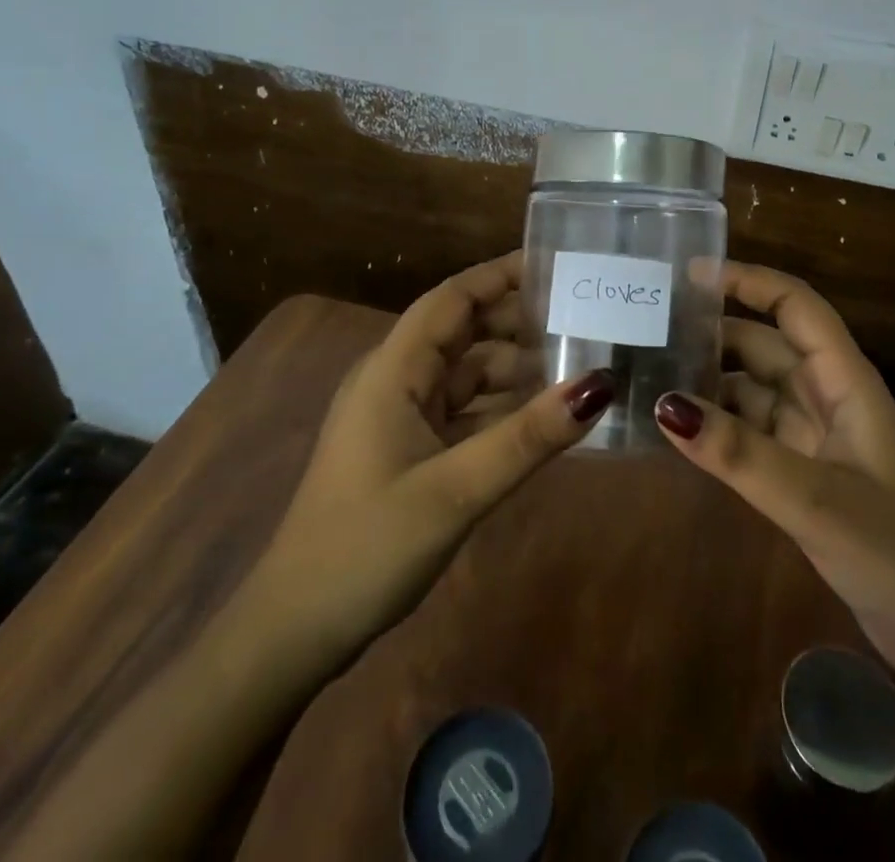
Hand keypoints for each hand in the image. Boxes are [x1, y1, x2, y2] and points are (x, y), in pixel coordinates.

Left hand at [245, 252, 612, 673]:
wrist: (295, 631)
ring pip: (467, 373)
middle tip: (586, 317)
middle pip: (464, 331)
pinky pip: (464, 410)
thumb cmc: (367, 547)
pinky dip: (501, 406)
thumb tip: (599, 385)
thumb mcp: (457, 490)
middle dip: (519, 320)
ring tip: (579, 362)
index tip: (556, 265)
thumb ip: (528, 436)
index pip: (452, 299)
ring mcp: (400, 416)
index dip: (500, 275)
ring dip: (515, 366)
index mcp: (394, 370)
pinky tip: (542, 416)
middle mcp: (396, 380)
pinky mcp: (408, 449)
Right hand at [652, 262, 894, 681]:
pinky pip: (754, 434)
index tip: (690, 274)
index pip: (795, 307)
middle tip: (649, 329)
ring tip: (649, 376)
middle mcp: (829, 398)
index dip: (748, 281)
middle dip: (714, 332)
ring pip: (756, 391)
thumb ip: (740, 454)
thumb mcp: (816, 500)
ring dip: (711, 382)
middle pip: (766, 345)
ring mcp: (818, 439)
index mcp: (845, 382)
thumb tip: (664, 404)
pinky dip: (721, 428)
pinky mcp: (807, 476)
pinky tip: (680, 433)